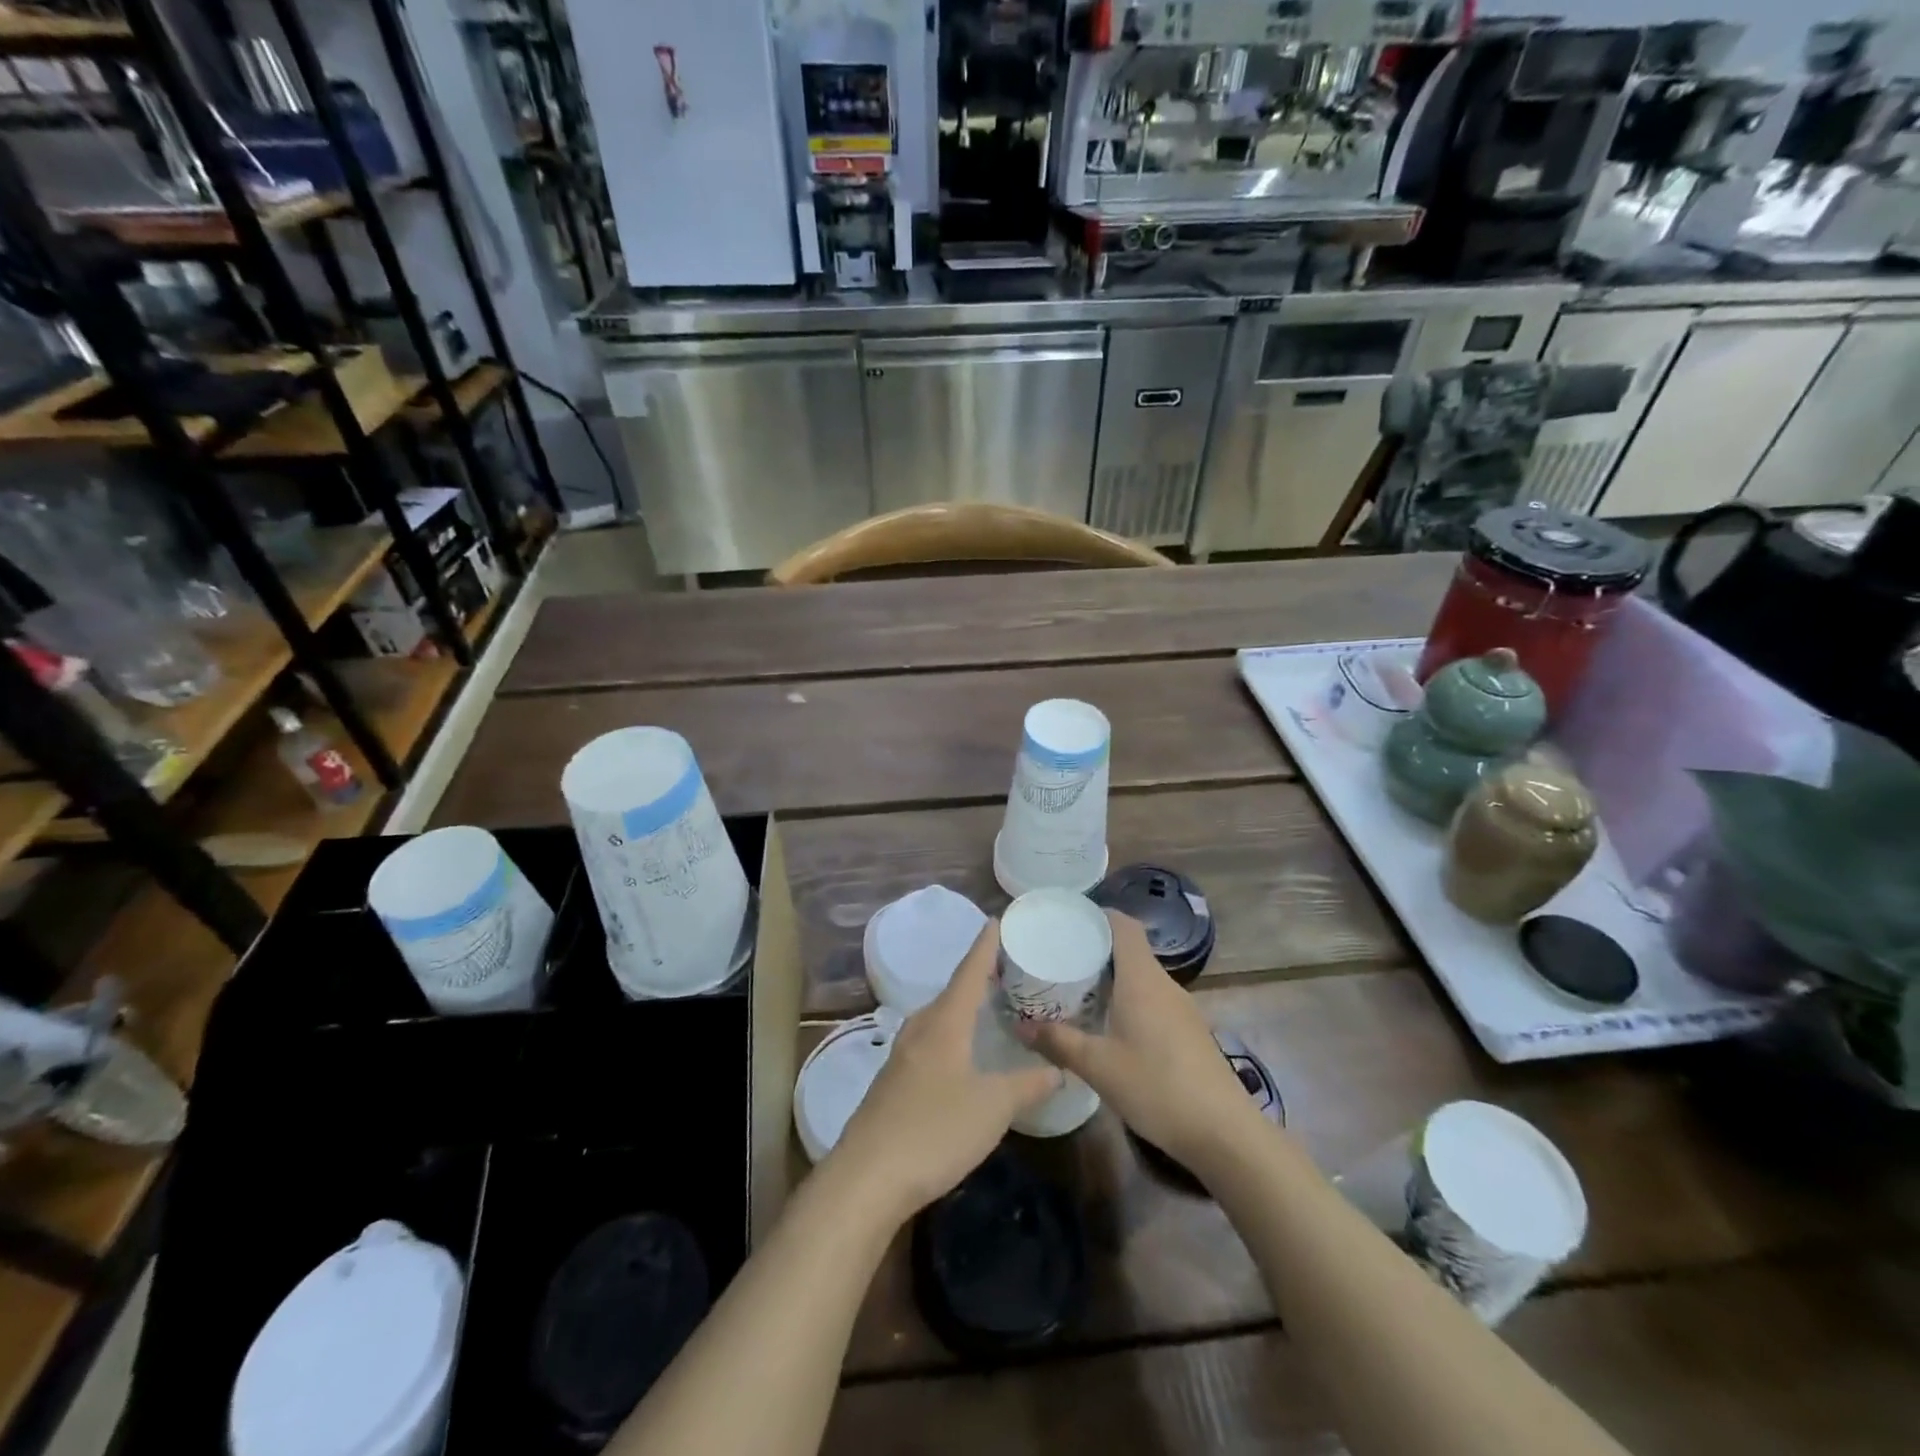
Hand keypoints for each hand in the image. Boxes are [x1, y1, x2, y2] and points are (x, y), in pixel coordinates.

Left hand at [827, 920, 1060, 1220]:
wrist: (867, 1177)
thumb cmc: (935, 1130)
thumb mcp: (993, 1108)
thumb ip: (1027, 1085)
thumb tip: (1057, 1069)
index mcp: (944, 1022)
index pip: (969, 970)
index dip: (986, 945)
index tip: (997, 919)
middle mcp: (920, 1028)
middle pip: (953, 991)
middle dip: (979, 977)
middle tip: (1009, 968)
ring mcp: (902, 1055)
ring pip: (939, 1018)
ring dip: (964, 1007)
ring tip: (990, 1006)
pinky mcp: (894, 1082)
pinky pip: (930, 1042)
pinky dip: (952, 1034)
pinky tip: (962, 1053)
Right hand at [1017, 909, 1257, 1171]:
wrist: (1224, 1132)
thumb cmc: (1157, 1087)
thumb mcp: (1098, 1066)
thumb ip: (1058, 1042)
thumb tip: (1020, 1027)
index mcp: (1142, 979)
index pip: (1123, 925)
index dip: (1098, 915)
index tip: (1067, 920)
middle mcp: (1164, 984)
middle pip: (1130, 950)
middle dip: (1096, 949)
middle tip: (1059, 958)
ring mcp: (1182, 1008)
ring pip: (1142, 977)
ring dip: (1112, 978)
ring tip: (1077, 990)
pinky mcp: (1189, 1032)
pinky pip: (1153, 1000)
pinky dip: (1128, 1000)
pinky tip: (1109, 1025)